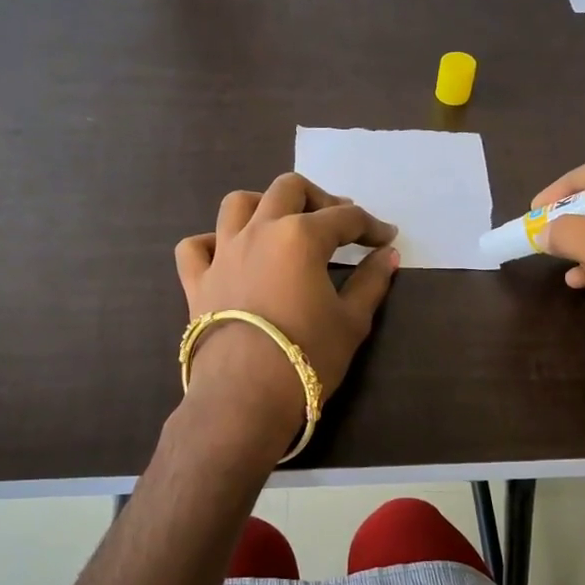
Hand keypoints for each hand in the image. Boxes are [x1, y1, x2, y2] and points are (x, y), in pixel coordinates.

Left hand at [174, 173, 399, 442]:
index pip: (345, 218)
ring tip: (280, 224)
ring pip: (238, 204)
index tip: (386, 238)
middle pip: (289, 189)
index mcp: (301, 236)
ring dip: (263, 205)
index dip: (371, 226)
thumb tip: (387, 255)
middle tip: (337, 223)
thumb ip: (371, 282)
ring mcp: (223, 253)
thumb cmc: (308, 357)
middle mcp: (259, 231)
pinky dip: (212, 243)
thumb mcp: (352, 321)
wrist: (245, 395)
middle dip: (319, 198)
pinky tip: (228, 255)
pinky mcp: (197, 280)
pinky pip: (196, 247)